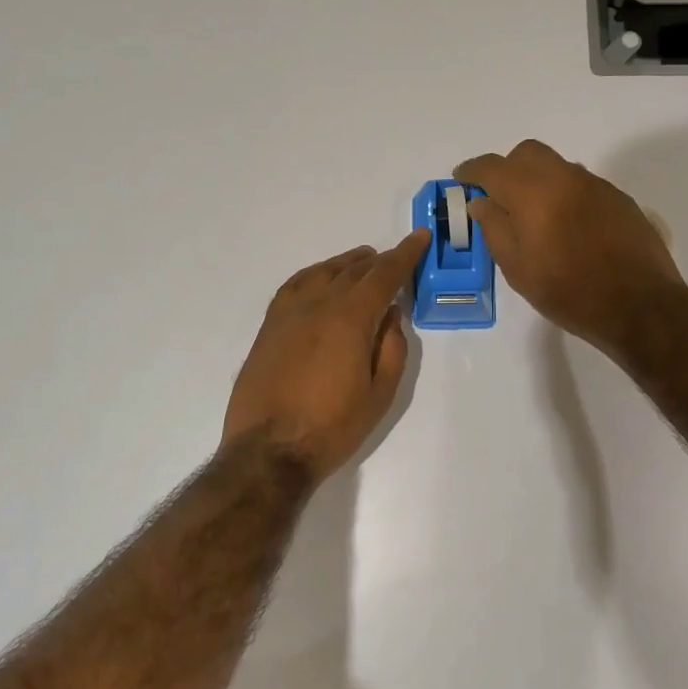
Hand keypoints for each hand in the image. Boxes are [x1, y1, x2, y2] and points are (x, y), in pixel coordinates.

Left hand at [221, 231, 429, 482]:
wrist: (268, 451)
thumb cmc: (332, 427)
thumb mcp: (380, 393)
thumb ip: (391, 347)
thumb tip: (391, 313)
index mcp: (350, 318)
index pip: (383, 274)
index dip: (405, 255)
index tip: (419, 238)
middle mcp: (317, 304)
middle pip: (353, 270)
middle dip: (379, 260)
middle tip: (396, 258)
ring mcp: (288, 313)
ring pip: (322, 272)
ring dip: (347, 264)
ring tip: (363, 263)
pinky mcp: (269, 326)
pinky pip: (295, 285)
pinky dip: (315, 275)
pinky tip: (321, 280)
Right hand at [454, 140, 681, 352]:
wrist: (639, 305)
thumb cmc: (568, 292)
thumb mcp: (518, 269)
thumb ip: (494, 229)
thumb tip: (481, 203)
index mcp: (533, 192)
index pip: (492, 167)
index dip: (472, 171)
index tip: (461, 179)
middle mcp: (565, 177)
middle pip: (527, 153)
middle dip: (507, 168)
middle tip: (498, 197)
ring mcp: (596, 185)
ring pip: (557, 167)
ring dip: (538, 181)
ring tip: (534, 217)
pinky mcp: (618, 199)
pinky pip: (581, 184)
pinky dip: (564, 194)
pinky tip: (567, 227)